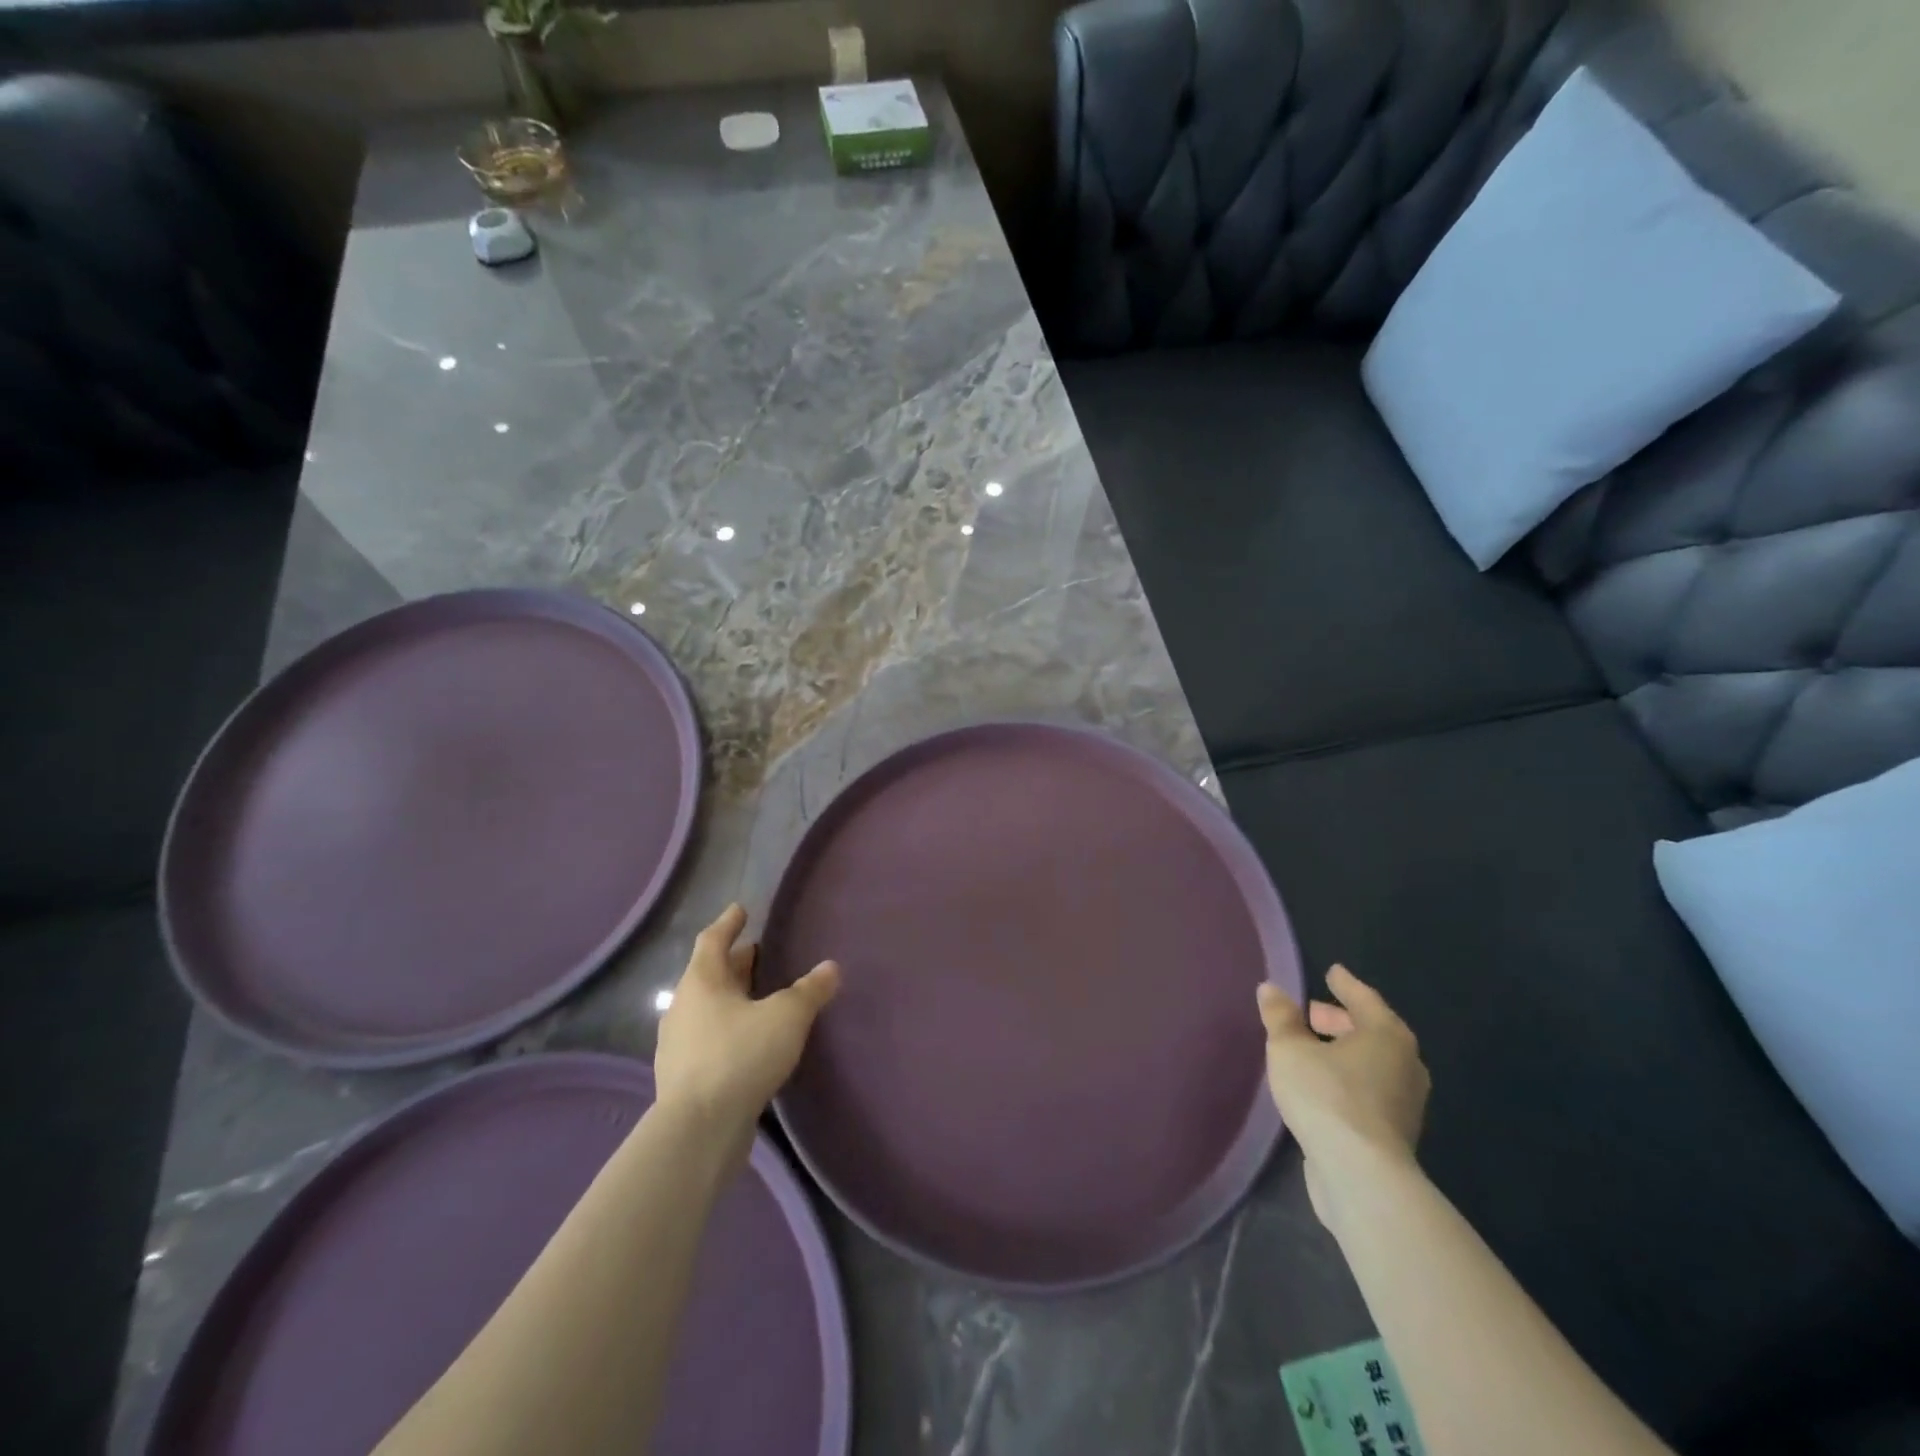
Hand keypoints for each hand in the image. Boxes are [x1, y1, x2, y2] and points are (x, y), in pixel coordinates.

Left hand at [654, 904, 839, 1142]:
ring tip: (758, 997)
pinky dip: (728, 1030)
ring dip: (731, 997)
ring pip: (708, 1008)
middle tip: (759, 952)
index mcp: (702, 981)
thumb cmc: (740, 1056)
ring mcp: (678, 1044)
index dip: (729, 923)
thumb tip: (831, 967)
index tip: (742, 910)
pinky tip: (749, 1041)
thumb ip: (810, 990)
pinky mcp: (684, 1077)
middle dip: (735, 962)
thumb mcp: (786, 1017)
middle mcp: (684, 1006)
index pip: (713, 939)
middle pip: (709, 974)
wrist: (698, 1130)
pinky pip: (708, 1039)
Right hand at [1257, 965, 1429, 1225]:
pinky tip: (1323, 1085)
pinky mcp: (1395, 1133)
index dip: (1345, 984)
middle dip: (1341, 1020)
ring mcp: (1405, 1102)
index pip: (1364, 998)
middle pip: (1372, 1031)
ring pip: (1372, 1063)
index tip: (1332, 972)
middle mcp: (1405, 1064)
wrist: (1361, 1176)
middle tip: (1312, 1013)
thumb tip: (1271, 989)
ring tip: (1313, 1050)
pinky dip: (1349, 1078)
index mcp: (1386, 1035)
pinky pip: (1370, 1090)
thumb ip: (1280, 1018)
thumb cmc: (1326, 1097)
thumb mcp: (1290, 1049)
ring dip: (1344, 1052)